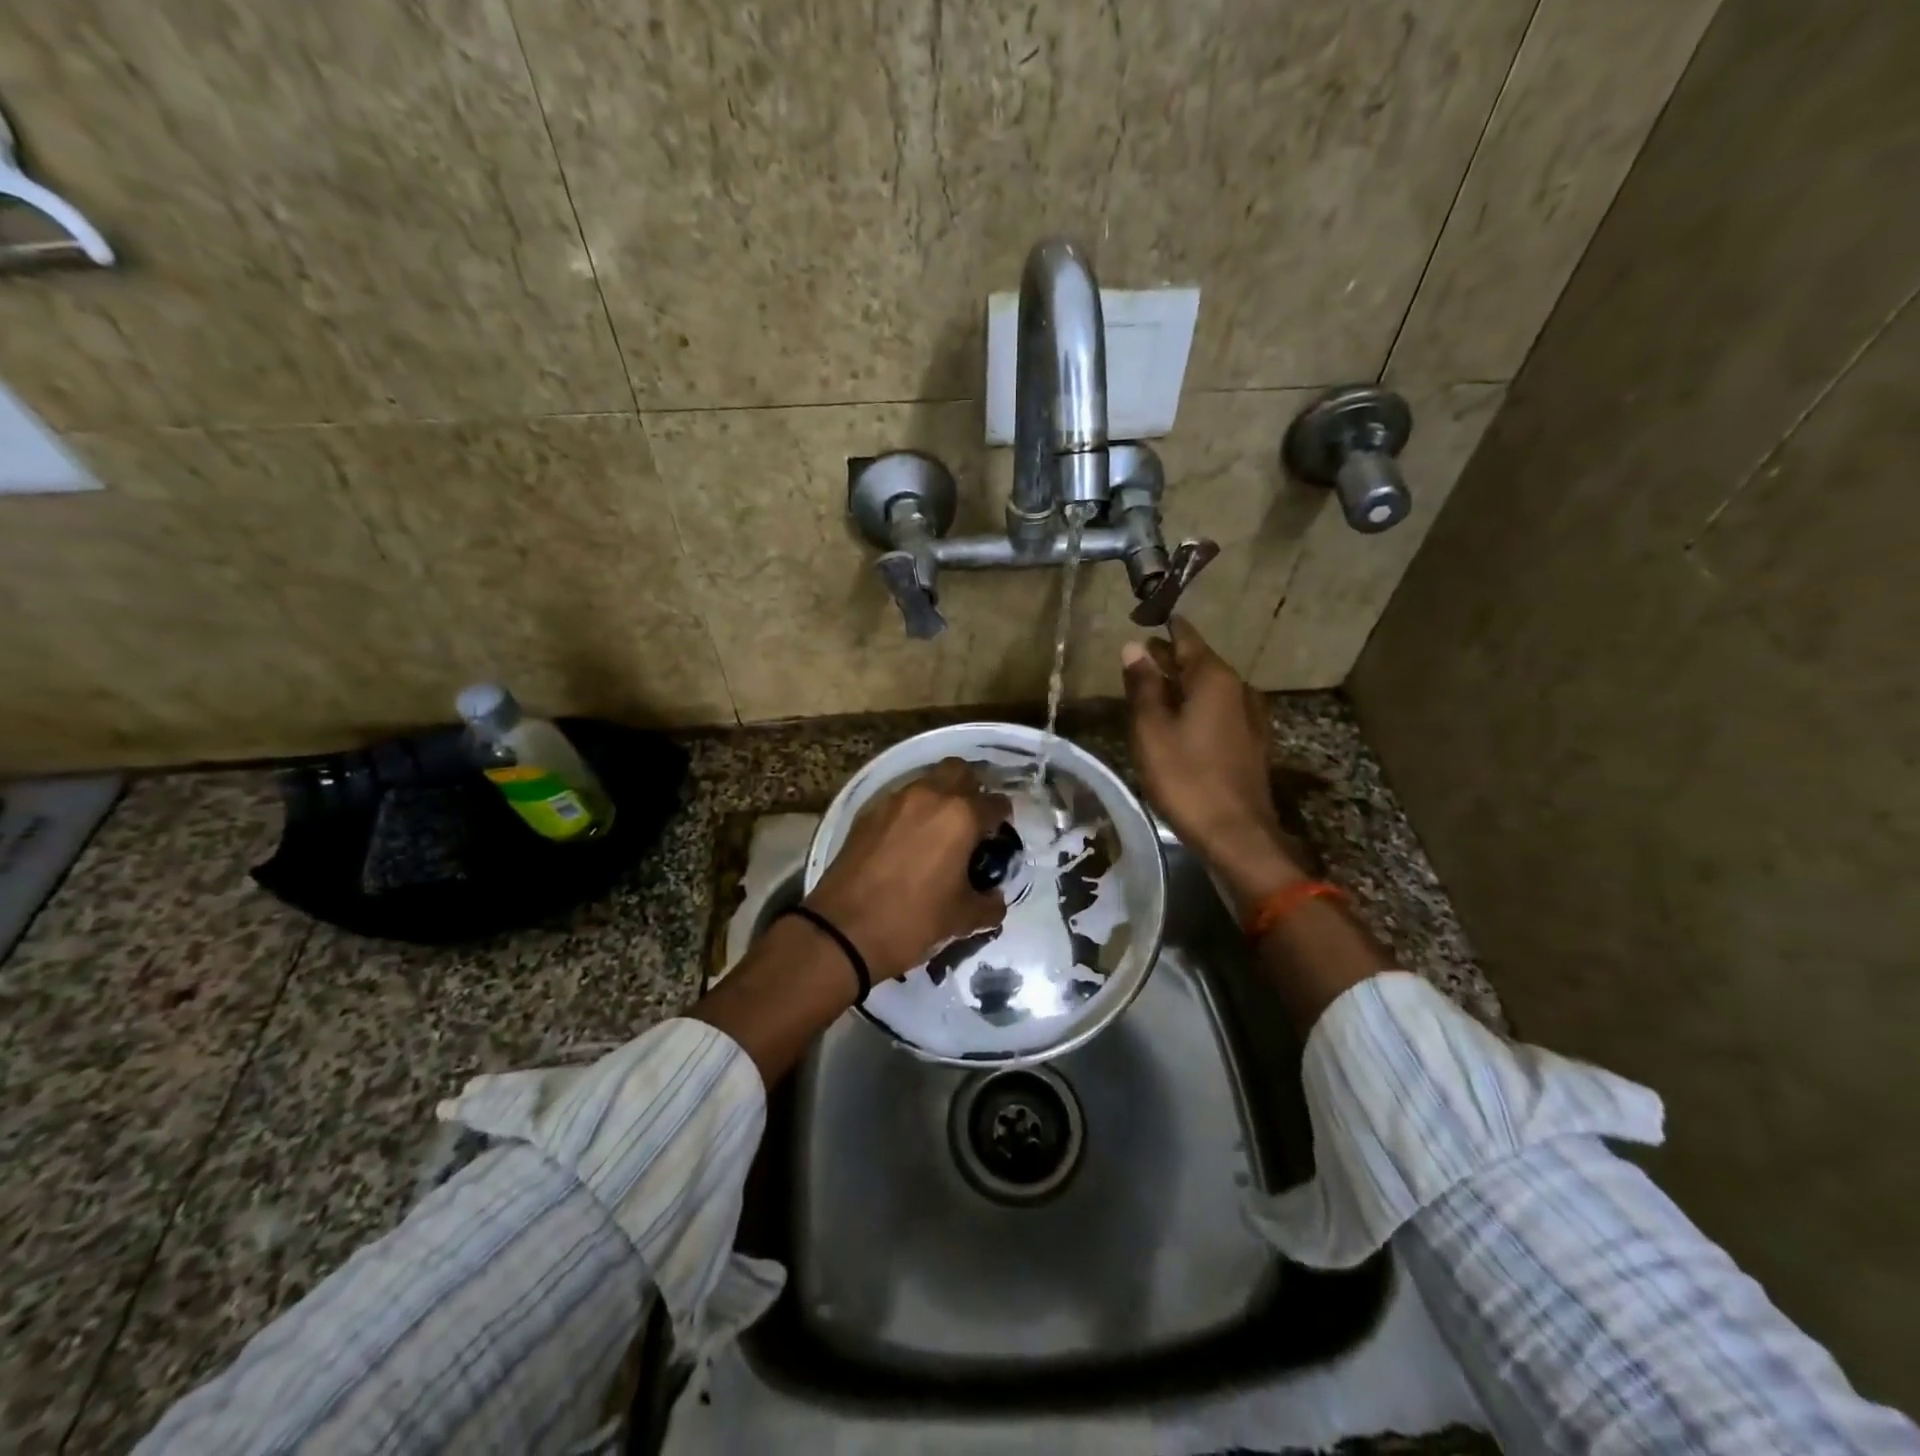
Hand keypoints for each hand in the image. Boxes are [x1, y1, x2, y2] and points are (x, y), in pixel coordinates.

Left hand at [804, 758, 1010, 981]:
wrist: (843, 931)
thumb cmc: (913, 921)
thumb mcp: (963, 920)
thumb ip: (989, 904)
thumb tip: (994, 898)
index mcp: (961, 816)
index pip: (996, 804)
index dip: (1003, 820)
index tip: (998, 838)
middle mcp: (929, 796)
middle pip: (960, 771)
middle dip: (971, 790)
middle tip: (971, 822)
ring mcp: (894, 801)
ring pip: (927, 782)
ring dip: (939, 798)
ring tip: (939, 833)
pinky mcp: (867, 813)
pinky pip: (899, 801)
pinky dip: (910, 812)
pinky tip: (908, 842)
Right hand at [1121, 618, 1305, 907]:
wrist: (1236, 833)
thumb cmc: (1186, 777)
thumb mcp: (1152, 730)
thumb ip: (1143, 686)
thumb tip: (1133, 646)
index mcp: (1214, 679)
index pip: (1187, 639)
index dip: (1166, 630)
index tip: (1147, 622)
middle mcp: (1238, 689)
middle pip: (1200, 663)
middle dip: (1171, 658)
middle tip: (1141, 657)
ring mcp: (1249, 717)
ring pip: (1211, 688)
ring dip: (1183, 684)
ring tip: (1154, 688)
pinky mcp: (1251, 743)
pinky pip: (1219, 711)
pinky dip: (1197, 706)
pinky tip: (1181, 721)